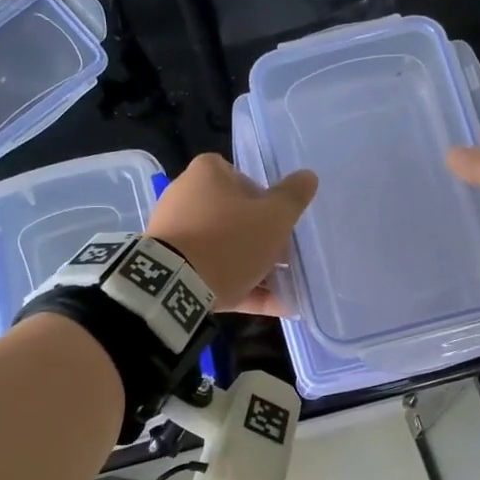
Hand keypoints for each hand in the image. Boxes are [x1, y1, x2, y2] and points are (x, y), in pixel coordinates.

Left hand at [148, 153, 317, 313]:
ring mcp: (175, 233)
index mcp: (207, 174)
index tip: (281, 225)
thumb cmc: (229, 241)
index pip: (244, 180)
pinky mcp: (171, 267)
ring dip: (254, 268)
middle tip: (284, 260)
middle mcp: (185, 197)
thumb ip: (292, 197)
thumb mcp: (273, 218)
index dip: (267, 203)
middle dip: (261, 240)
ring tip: (284, 291)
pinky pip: (212, 273)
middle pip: (234, 217)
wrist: (176, 285)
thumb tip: (308, 176)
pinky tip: (272, 306)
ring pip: (224, 249)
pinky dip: (240, 287)